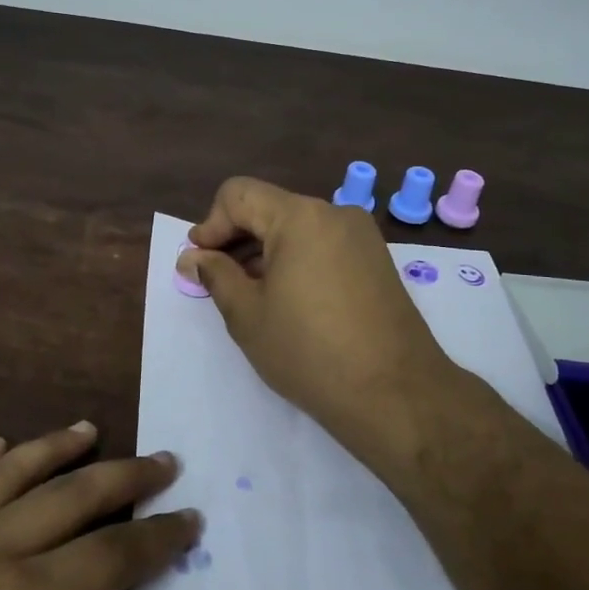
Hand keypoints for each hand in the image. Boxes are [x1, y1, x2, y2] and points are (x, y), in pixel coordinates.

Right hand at [179, 177, 459, 471]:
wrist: (395, 395)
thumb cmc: (309, 352)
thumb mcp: (248, 315)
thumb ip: (216, 275)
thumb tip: (193, 257)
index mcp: (300, 216)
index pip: (238, 194)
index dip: (210, 224)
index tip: (201, 263)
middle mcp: (334, 213)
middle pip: (269, 208)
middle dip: (237, 239)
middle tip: (219, 282)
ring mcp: (362, 235)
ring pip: (297, 227)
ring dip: (266, 251)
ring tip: (253, 295)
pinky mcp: (377, 260)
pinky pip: (323, 244)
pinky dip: (297, 260)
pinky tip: (290, 300)